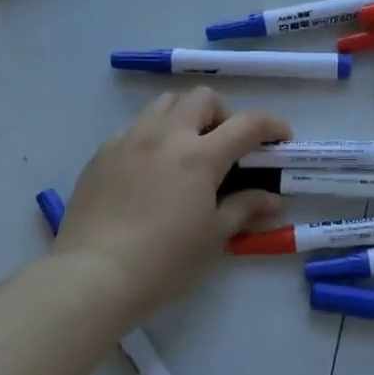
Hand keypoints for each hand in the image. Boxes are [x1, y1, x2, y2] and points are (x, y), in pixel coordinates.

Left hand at [54, 89, 290, 318]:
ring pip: (164, 104)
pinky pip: (134, 128)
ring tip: (186, 150)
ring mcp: (129, 140)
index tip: (281, 138)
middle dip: (222, 114)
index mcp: (200, 156)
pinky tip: (150, 170)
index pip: (248, 123)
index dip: (272, 125)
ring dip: (185, 117)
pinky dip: (152, 136)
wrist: (92, 276)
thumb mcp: (213, 237)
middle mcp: (166, 135)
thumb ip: (244, 208)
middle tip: (225, 146)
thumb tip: (272, 198)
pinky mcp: (102, 153)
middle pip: (202, 97)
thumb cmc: (163, 261)